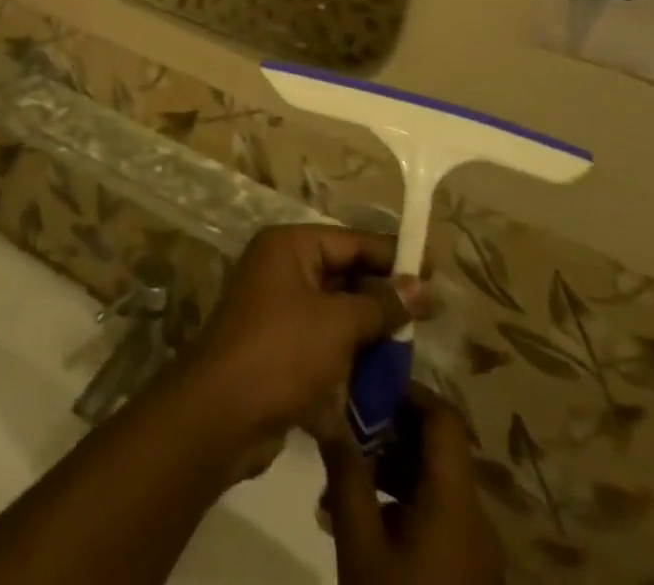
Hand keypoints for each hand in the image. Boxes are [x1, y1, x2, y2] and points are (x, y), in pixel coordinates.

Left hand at [174, 225, 427, 449]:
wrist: (221, 412)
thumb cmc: (282, 351)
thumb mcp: (338, 323)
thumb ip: (381, 304)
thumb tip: (420, 287)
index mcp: (289, 247)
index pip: (349, 241)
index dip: (391, 254)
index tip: (432, 267)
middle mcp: (280, 269)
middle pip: (342, 275)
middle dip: (382, 296)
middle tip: (430, 313)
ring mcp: (276, 310)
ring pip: (335, 312)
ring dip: (369, 331)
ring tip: (411, 348)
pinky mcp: (278, 349)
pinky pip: (323, 343)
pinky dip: (349, 357)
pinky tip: (381, 378)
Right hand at [320, 385, 504, 584]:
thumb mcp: (359, 544)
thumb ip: (346, 473)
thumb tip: (331, 415)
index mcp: (455, 504)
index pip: (444, 420)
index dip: (409, 393)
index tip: (367, 387)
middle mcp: (475, 519)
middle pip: (439, 449)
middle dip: (390, 431)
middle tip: (345, 430)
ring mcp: (477, 552)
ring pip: (435, 482)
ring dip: (391, 467)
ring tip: (341, 479)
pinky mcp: (469, 576)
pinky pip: (438, 516)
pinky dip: (402, 501)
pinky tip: (360, 520)